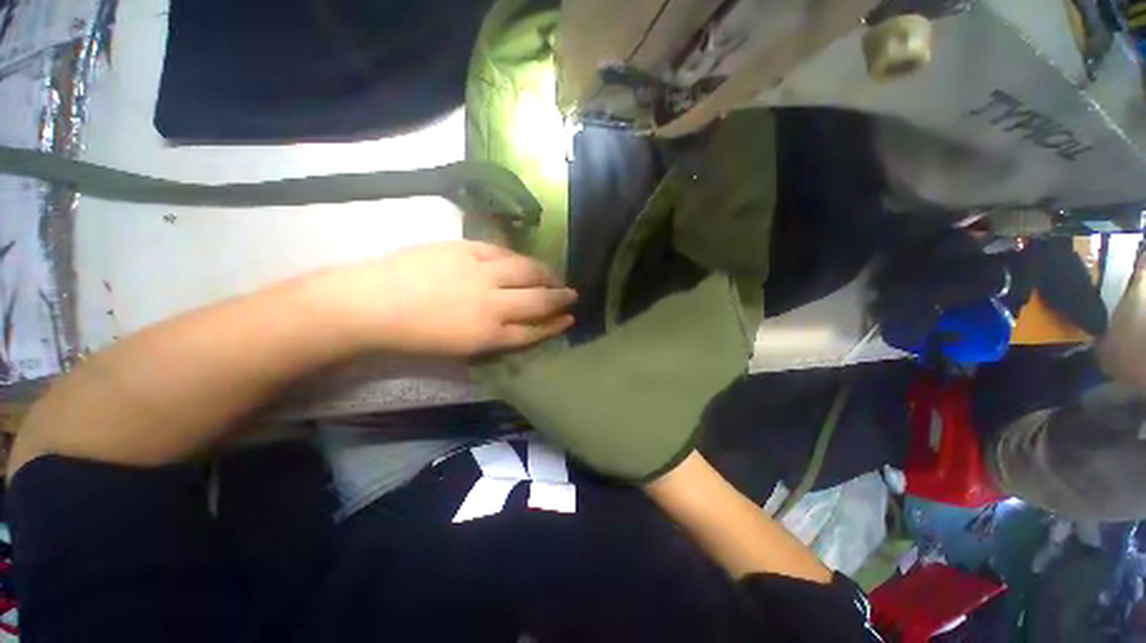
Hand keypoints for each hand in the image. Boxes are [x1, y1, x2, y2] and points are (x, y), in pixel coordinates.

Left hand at [312, 241, 575, 356]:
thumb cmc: (413, 335)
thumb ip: (495, 335)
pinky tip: (524, 260)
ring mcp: (482, 273)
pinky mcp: (467, 250)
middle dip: (560, 298)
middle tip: (572, 295)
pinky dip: (518, 258)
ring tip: (554, 275)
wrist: (370, 304)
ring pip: (527, 272)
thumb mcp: (460, 348)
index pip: (534, 330)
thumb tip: (518, 322)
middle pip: (538, 301)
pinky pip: (504, 252)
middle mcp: (493, 304)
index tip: (569, 318)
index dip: (554, 325)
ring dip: (546, 274)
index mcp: (489, 335)